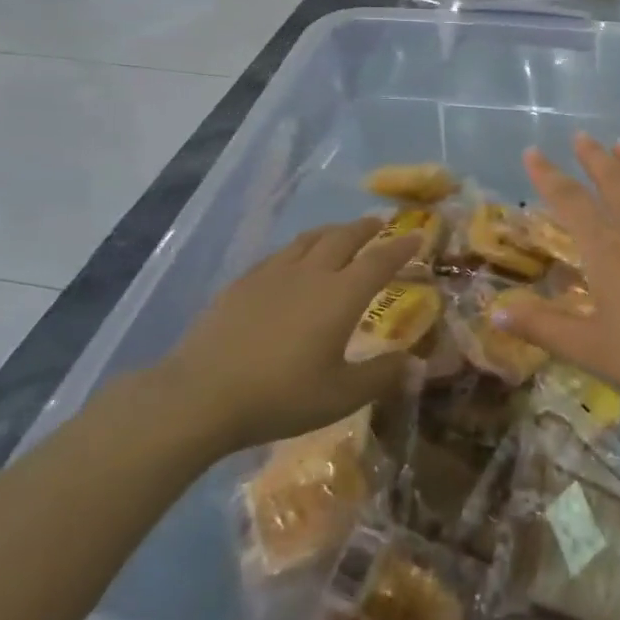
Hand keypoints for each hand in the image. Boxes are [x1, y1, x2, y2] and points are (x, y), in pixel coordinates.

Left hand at [149, 219, 419, 455]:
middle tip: (379, 224)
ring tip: (340, 233)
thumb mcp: (341, 396)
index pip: (380, 261)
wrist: (202, 396)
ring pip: (309, 239)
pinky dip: (298, 248)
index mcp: (341, 295)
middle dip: (366, 229)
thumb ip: (381, 376)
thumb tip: (413, 363)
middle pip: (344, 238)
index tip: (417, 236)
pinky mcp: (243, 283)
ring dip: (332, 231)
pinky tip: (293, 261)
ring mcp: (273, 274)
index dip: (401, 247)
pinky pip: (280, 254)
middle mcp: (311, 274)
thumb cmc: (281, 396)